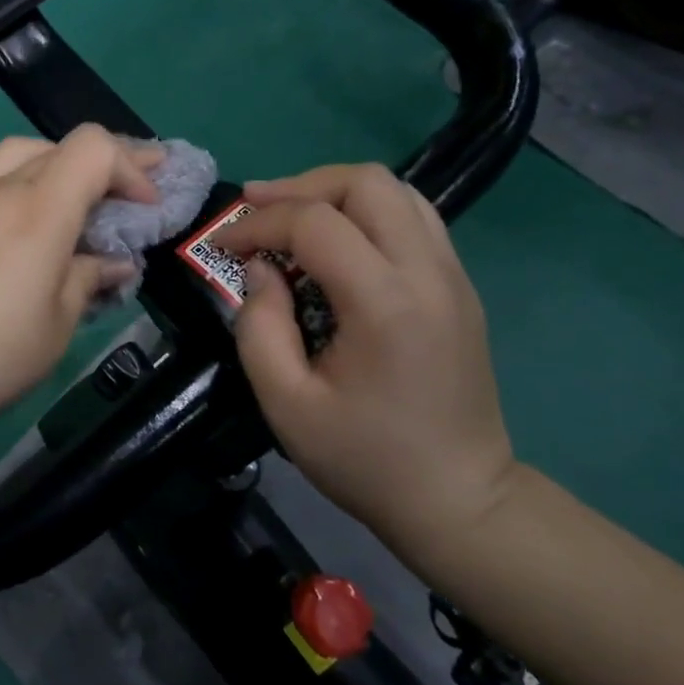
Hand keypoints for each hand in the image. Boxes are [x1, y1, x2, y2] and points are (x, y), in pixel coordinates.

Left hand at [0, 125, 161, 457]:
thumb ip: (86, 282)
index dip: (132, 166)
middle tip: (133, 194)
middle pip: (60, 146)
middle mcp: (2, 189)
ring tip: (84, 206)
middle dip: (107, 164)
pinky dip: (31, 191)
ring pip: (24, 156)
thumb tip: (109, 261)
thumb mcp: (54, 328)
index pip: (94, 147)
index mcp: (39, 207)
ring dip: (63, 171)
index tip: (148, 209)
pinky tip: (36, 234)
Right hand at [216, 165, 517, 568]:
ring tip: (291, 218)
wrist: (460, 503)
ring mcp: (452, 275)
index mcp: (386, 304)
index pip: (315, 223)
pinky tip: (334, 244)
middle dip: (300, 187)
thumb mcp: (286, 404)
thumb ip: (259, 326)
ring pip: (396, 190)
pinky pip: (412, 217)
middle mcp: (428, 273)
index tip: (223, 244)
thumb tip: (260, 269)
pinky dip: (364, 212)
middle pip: (366, 182)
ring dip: (334, 192)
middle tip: (256, 210)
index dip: (258, 223)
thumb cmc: (365, 460)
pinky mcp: (458, 286)